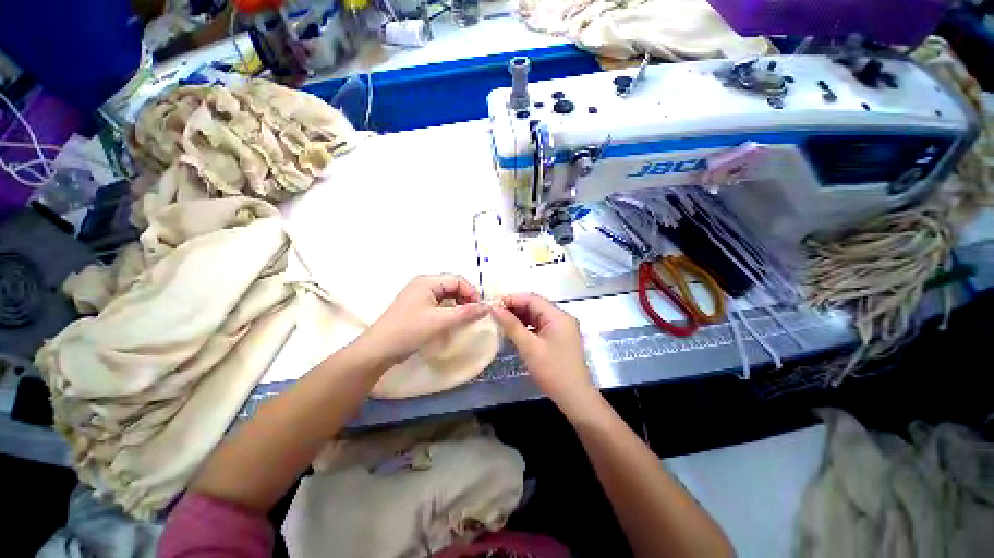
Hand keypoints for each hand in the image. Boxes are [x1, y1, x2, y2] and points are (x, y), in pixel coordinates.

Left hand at [359, 275, 488, 365]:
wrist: (379, 350)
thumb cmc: (410, 331)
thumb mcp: (441, 321)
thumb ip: (466, 313)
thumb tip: (487, 307)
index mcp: (427, 281)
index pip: (458, 280)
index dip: (471, 292)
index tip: (480, 309)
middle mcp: (423, 284)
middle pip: (452, 286)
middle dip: (465, 298)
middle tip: (474, 314)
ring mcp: (418, 296)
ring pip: (446, 295)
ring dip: (457, 305)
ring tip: (464, 319)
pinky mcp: (416, 307)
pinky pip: (438, 304)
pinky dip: (448, 310)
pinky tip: (451, 321)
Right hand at [490, 293, 598, 414]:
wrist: (574, 397)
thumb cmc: (552, 370)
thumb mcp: (529, 347)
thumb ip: (512, 325)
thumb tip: (495, 309)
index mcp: (558, 316)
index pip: (532, 298)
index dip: (512, 299)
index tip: (494, 306)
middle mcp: (561, 317)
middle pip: (535, 305)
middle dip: (515, 308)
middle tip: (495, 314)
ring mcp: (562, 327)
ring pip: (537, 315)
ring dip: (520, 317)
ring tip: (501, 321)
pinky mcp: (559, 337)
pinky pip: (540, 325)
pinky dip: (527, 326)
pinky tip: (514, 331)